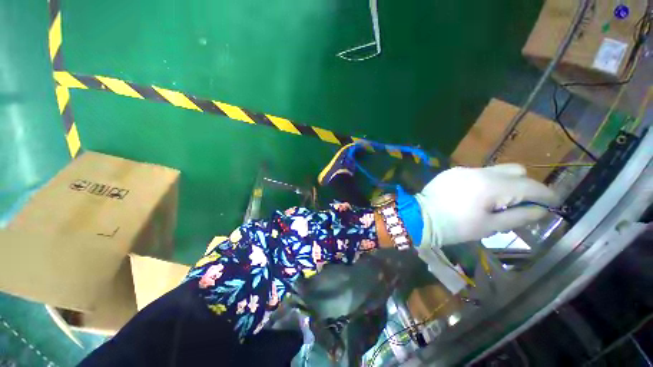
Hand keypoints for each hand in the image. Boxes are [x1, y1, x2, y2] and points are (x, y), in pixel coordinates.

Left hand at [414, 164, 558, 246]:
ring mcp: (463, 169)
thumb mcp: (490, 226)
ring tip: (495, 203)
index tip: (554, 203)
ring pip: (495, 171)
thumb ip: (519, 216)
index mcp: (492, 185)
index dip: (546, 194)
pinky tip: (474, 197)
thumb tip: (541, 210)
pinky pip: (476, 174)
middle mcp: (479, 171)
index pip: (530, 185)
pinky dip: (484, 183)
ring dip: (504, 184)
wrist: (418, 217)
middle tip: (520, 204)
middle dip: (524, 186)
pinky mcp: (451, 172)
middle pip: (515, 171)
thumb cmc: (454, 227)